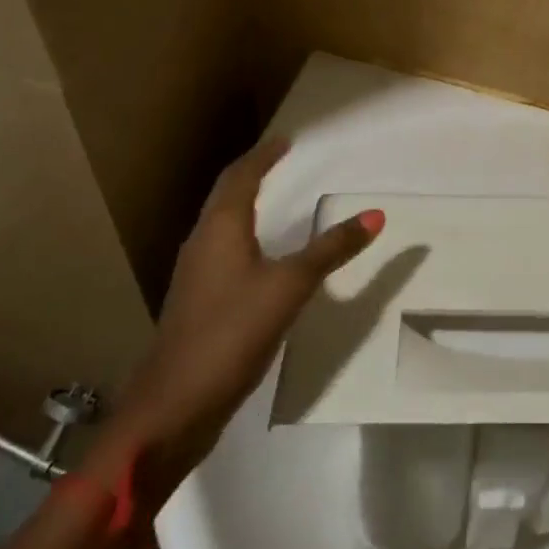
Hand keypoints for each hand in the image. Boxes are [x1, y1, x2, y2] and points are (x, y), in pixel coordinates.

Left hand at [89, 137, 382, 497]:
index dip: (263, 156)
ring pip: (220, 224)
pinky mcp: (197, 304)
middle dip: (251, 175)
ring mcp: (195, 276)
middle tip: (278, 162)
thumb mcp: (290, 286)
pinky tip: (258, 257)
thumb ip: (331, 249)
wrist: (173, 407)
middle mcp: (202, 243)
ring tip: (271, 199)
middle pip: (225, 196)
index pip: (240, 177)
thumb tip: (376, 214)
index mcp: (220, 229)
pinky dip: (242, 236)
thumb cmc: (231, 333)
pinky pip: (221, 251)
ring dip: (244, 204)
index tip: (285, 141)